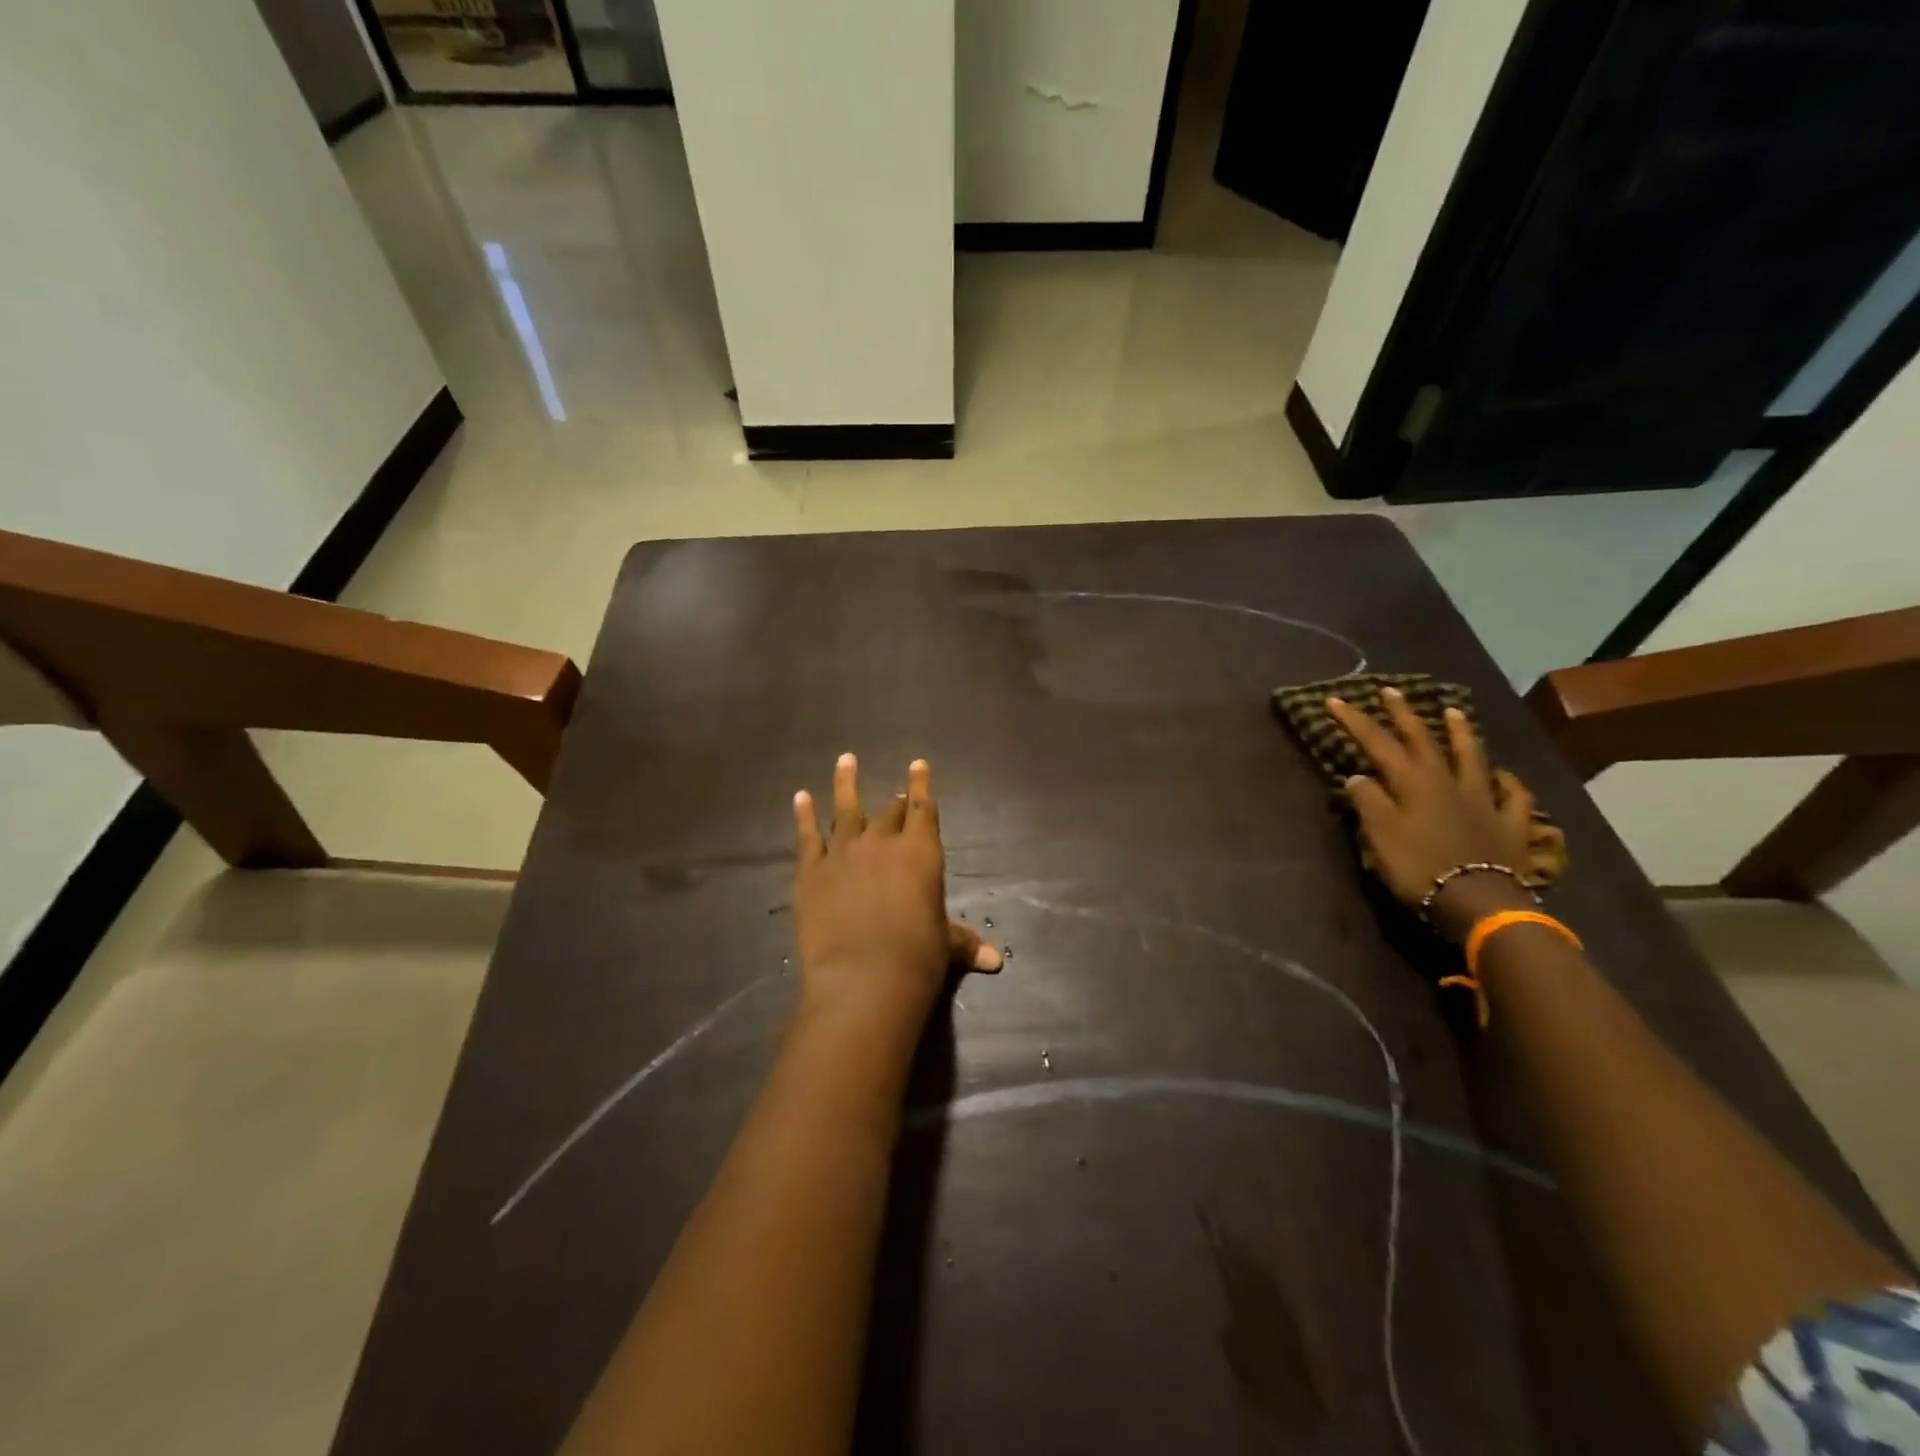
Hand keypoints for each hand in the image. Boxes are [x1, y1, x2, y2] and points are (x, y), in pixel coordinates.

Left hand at [792, 755, 1000, 1033]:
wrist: (863, 981)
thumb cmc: (917, 961)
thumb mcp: (945, 947)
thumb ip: (964, 943)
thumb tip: (996, 961)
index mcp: (921, 853)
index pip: (923, 808)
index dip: (921, 785)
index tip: (918, 765)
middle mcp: (882, 842)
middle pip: (889, 811)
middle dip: (895, 801)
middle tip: (896, 794)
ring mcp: (843, 853)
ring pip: (845, 809)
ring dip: (846, 783)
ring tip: (846, 760)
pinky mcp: (811, 872)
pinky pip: (807, 835)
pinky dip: (803, 814)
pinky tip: (800, 797)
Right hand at [1326, 690, 1538, 942]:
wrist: (1478, 902)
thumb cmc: (1419, 867)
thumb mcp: (1379, 835)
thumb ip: (1368, 802)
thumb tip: (1358, 776)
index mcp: (1412, 783)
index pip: (1378, 743)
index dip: (1356, 721)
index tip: (1335, 700)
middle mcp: (1448, 782)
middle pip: (1423, 740)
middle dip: (1404, 714)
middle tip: (1391, 691)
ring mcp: (1483, 800)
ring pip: (1472, 758)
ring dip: (1461, 733)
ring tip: (1453, 711)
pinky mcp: (1509, 824)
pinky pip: (1513, 796)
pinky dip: (1507, 783)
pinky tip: (1504, 776)